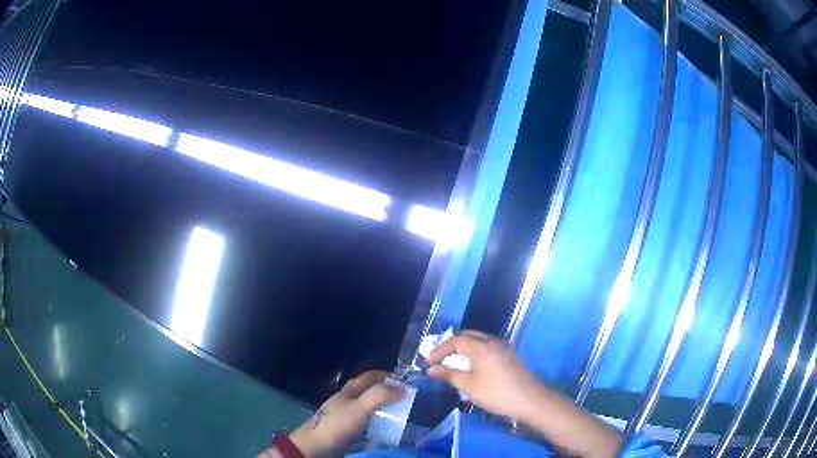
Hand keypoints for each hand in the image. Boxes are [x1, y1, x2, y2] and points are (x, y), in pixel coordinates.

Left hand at [287, 371, 404, 457]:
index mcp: (351, 389)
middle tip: (410, 401)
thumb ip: (380, 395)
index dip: (390, 375)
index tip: (408, 383)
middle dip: (391, 393)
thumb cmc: (338, 423)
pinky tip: (390, 430)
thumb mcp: (360, 407)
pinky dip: (381, 423)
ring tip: (404, 416)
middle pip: (373, 391)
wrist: (317, 445)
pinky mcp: (350, 428)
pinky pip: (370, 422)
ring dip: (387, 409)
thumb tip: (404, 388)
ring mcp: (349, 414)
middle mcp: (350, 399)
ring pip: (372, 407)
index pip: (373, 375)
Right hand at [426, 330, 544, 421]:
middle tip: (439, 359)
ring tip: (453, 363)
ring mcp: (504, 347)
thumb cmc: (497, 393)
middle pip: (468, 336)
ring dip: (464, 349)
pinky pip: (488, 347)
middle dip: (451, 346)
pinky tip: (472, 367)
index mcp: (482, 346)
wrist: (530, 400)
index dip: (440, 350)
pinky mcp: (510, 355)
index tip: (429, 362)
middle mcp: (493, 341)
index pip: (456, 340)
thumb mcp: (469, 386)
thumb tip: (431, 369)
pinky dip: (475, 352)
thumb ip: (449, 374)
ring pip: (479, 341)